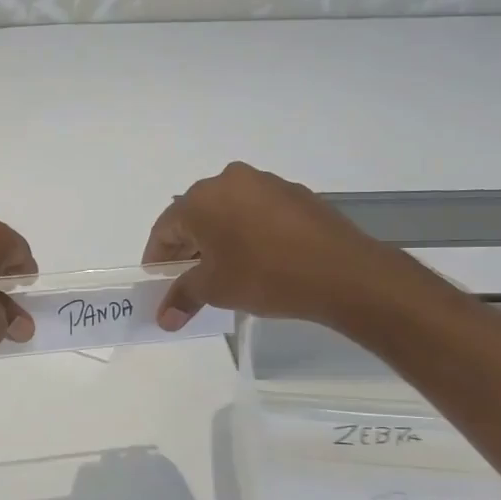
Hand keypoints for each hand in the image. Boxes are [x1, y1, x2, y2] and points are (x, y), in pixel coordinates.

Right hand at [143, 162, 409, 327]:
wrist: (343, 272)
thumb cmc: (264, 276)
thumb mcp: (215, 290)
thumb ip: (182, 297)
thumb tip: (163, 318)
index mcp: (201, 199)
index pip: (165, 229)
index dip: (157, 259)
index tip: (159, 283)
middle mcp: (229, 181)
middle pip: (195, 215)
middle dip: (187, 248)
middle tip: (188, 279)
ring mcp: (265, 183)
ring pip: (227, 211)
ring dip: (218, 238)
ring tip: (224, 270)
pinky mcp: (295, 194)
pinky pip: (257, 212)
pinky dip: (247, 232)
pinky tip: (258, 259)